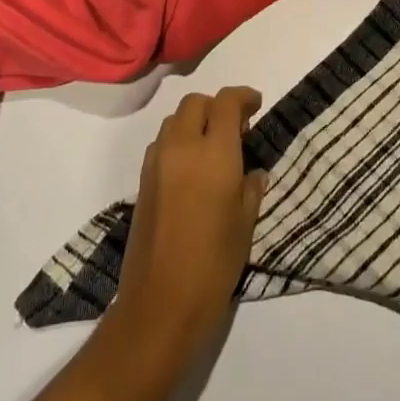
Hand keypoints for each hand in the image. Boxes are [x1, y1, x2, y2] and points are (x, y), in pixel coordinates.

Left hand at [110, 86, 267, 365]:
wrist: (160, 304)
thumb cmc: (214, 264)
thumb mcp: (246, 225)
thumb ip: (251, 188)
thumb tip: (253, 172)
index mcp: (214, 153)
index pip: (226, 102)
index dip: (244, 96)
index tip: (256, 105)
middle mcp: (182, 147)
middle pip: (196, 103)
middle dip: (217, 106)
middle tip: (237, 128)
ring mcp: (157, 163)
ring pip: (174, 120)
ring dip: (195, 121)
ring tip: (213, 147)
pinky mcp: (142, 182)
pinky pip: (162, 143)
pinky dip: (178, 141)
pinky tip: (192, 169)